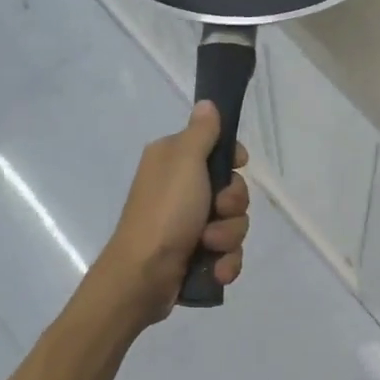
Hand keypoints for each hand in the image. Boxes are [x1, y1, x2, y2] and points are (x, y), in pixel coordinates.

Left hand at [95, 101, 249, 325]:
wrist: (142, 276)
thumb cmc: (165, 212)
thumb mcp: (184, 163)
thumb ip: (201, 133)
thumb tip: (207, 103)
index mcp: (174, 161)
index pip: (218, 149)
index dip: (233, 159)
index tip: (237, 165)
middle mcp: (181, 190)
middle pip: (233, 190)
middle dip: (233, 206)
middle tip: (216, 211)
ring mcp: (189, 225)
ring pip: (234, 224)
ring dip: (228, 237)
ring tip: (208, 246)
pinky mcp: (196, 255)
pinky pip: (228, 253)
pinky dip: (225, 262)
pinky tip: (216, 270)